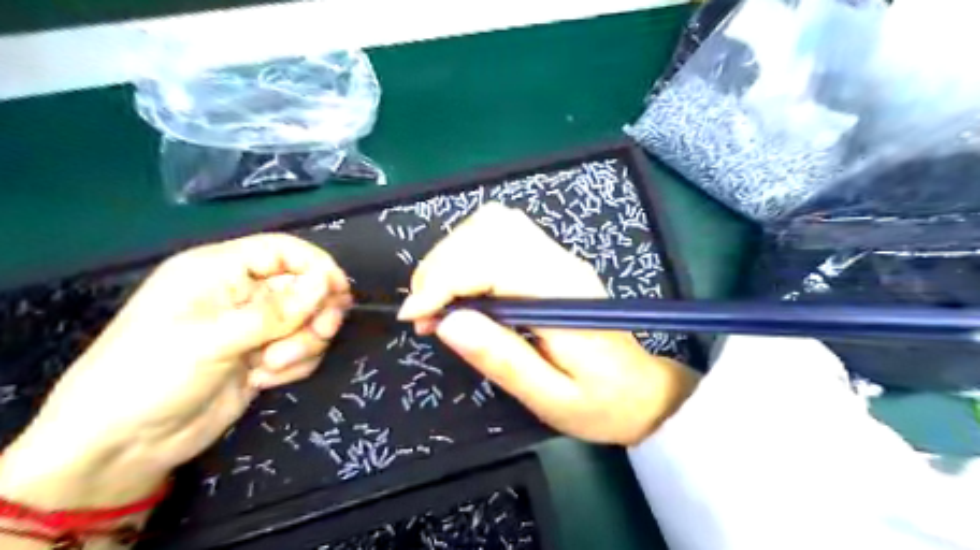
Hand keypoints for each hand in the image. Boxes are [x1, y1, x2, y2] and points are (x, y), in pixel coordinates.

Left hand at [0, 232, 350, 506]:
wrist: (124, 448)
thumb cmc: (151, 376)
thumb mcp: (214, 339)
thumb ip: (277, 311)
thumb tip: (329, 282)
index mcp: (219, 270)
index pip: (283, 251)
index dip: (316, 266)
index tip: (340, 292)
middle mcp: (242, 293)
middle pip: (305, 287)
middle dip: (315, 313)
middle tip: (319, 333)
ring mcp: (255, 326)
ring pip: (309, 320)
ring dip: (303, 344)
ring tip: (270, 366)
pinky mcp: (264, 355)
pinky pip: (303, 349)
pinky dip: (294, 365)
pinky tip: (262, 379)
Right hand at [396, 204, 695, 445]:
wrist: (642, 390)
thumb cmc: (601, 402)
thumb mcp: (551, 398)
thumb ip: (503, 359)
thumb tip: (446, 322)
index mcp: (563, 296)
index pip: (493, 260)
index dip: (444, 280)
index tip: (416, 316)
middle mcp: (560, 263)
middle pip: (489, 228)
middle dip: (442, 265)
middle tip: (424, 313)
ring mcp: (557, 256)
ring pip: (493, 223)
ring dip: (452, 255)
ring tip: (438, 301)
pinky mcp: (550, 259)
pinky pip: (500, 234)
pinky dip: (467, 253)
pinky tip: (461, 288)